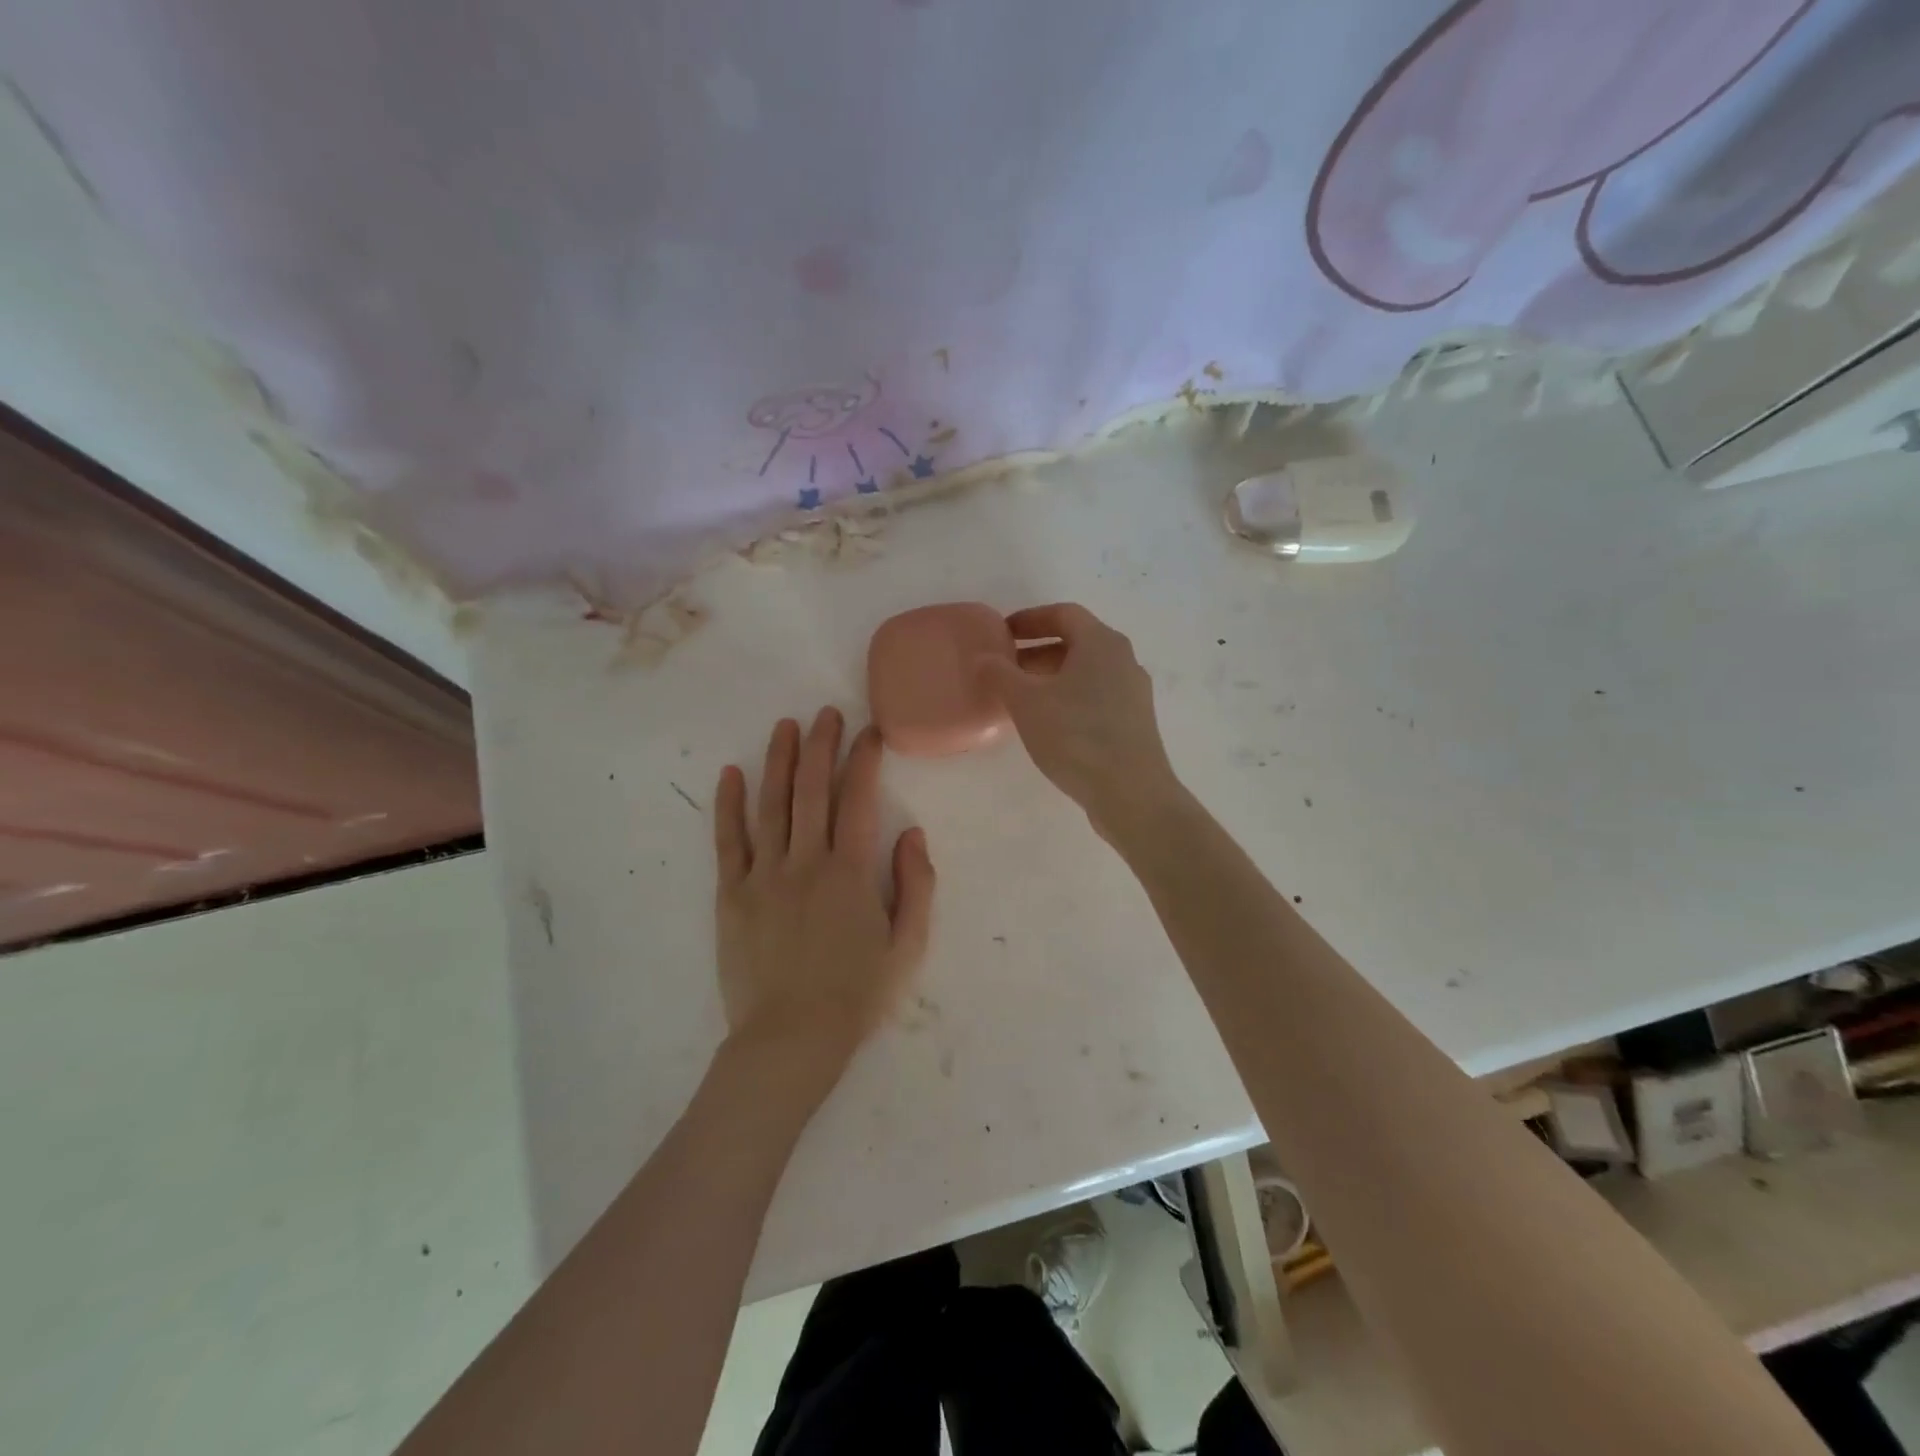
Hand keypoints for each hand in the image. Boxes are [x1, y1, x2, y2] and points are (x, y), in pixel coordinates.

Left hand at [713, 708, 935, 1088]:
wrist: (791, 1039)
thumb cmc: (857, 995)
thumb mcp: (908, 946)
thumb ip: (917, 885)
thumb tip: (913, 833)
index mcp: (851, 872)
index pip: (859, 800)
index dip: (864, 760)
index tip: (869, 733)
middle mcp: (806, 862)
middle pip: (812, 790)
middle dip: (821, 745)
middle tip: (826, 713)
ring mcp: (764, 875)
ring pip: (771, 805)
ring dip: (778, 761)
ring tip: (785, 726)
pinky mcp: (732, 894)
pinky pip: (728, 841)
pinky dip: (729, 805)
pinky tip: (731, 774)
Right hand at [976, 603, 1182, 839]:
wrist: (1131, 793)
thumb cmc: (1076, 737)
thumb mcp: (1027, 703)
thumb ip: (1001, 674)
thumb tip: (983, 657)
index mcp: (1101, 643)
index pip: (1064, 614)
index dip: (1030, 619)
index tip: (1002, 633)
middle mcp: (1123, 660)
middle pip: (1077, 642)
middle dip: (1038, 651)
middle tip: (1006, 668)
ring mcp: (1133, 692)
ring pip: (1087, 672)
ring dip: (1052, 677)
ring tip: (1022, 698)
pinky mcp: (1135, 722)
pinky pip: (1097, 696)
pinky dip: (1069, 698)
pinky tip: (1050, 724)